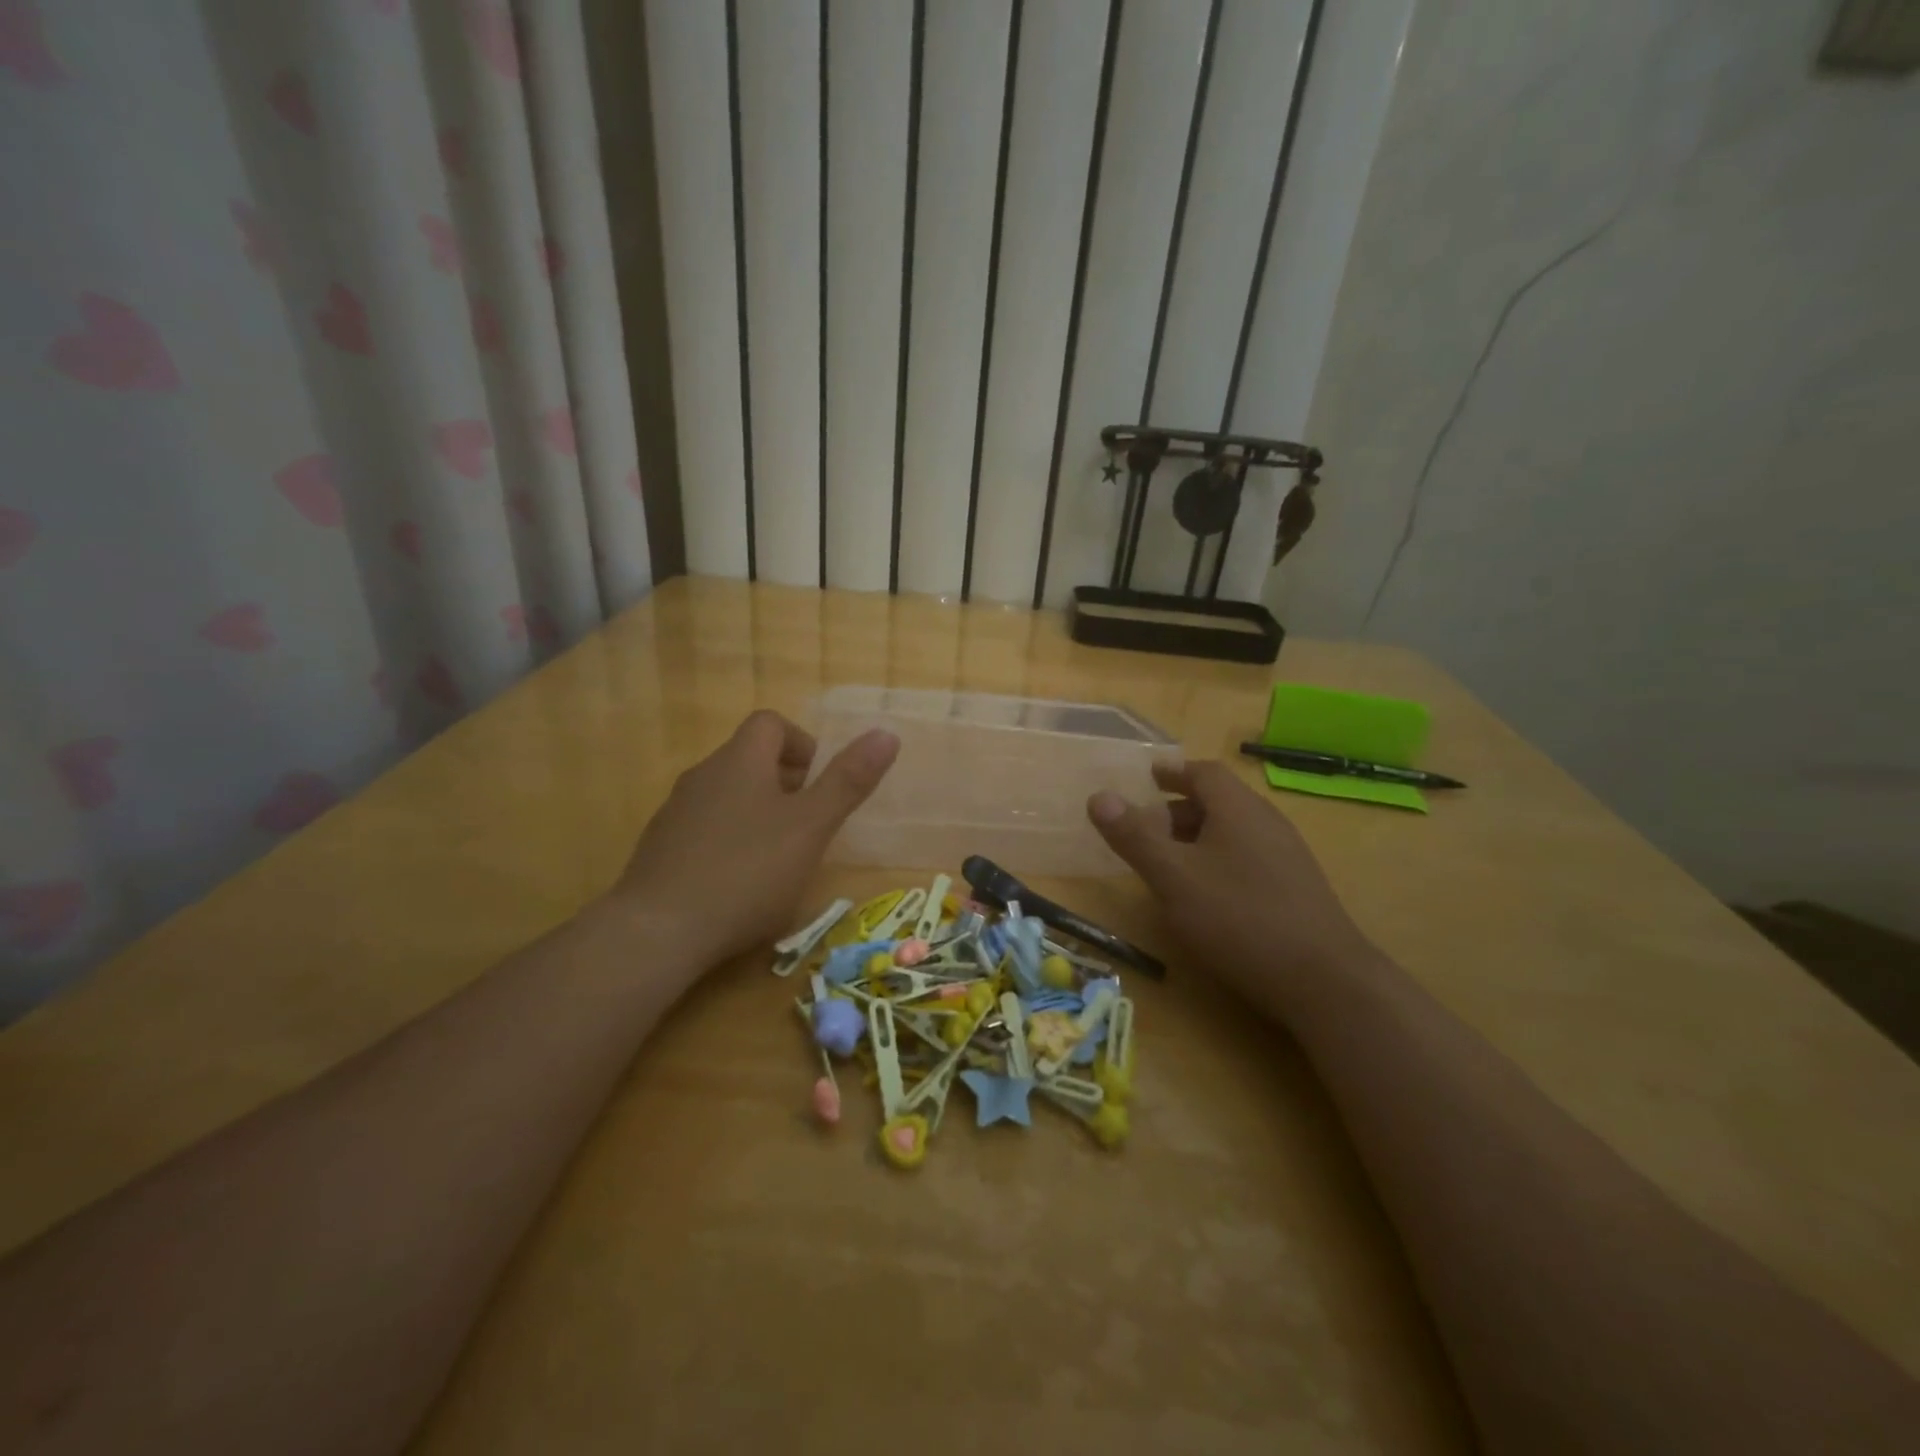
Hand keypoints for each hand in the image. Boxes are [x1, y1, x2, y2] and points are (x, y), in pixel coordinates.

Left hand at [612, 711, 898, 968]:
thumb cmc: (748, 872)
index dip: (801, 743)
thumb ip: (848, 782)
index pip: (771, 723)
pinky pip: (703, 827)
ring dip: (757, 812)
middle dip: (785, 782)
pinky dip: (729, 839)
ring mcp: (675, 813)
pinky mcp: (660, 849)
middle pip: (748, 758)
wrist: (658, 931)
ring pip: (726, 794)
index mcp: (740, 761)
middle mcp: (703, 775)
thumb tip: (887, 733)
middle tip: (808, 823)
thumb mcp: (811, 827)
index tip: (818, 783)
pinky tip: (739, 882)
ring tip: (779, 855)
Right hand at [1087, 762, 1378, 1004]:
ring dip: (1198, 838)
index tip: (1149, 778)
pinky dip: (1219, 861)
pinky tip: (1207, 896)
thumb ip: (1135, 837)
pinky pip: (1249, 857)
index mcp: (1237, 809)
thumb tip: (1098, 797)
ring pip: (1234, 832)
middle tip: (1146, 828)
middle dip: (1179, 810)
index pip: (1204, 772)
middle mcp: (1266, 822)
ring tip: (1170, 864)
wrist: (1324, 980)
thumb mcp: (1173, 877)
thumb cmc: (1238, 918)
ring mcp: (1287, 855)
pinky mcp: (1296, 888)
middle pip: (1219, 801)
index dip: (1173, 772)